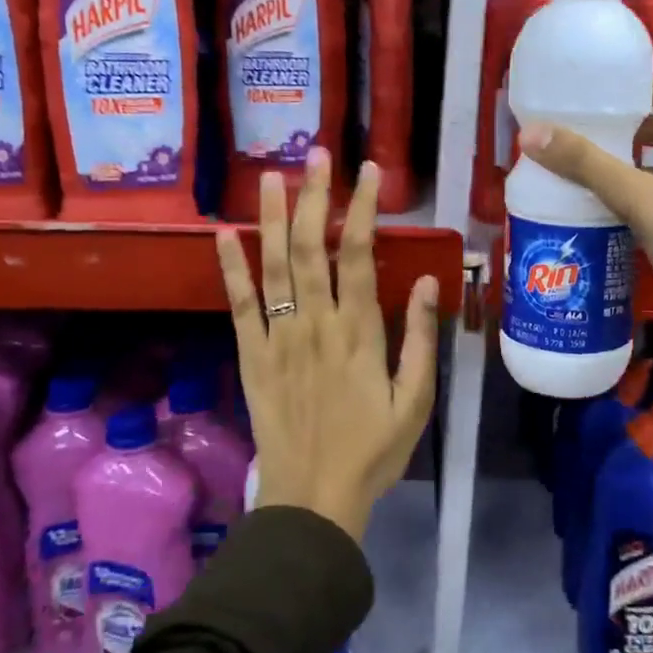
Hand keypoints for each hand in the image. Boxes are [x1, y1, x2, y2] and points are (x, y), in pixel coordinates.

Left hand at [214, 150, 439, 543]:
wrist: (312, 499)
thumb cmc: (373, 451)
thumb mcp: (415, 401)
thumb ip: (420, 339)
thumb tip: (428, 281)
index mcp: (359, 333)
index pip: (360, 256)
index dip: (363, 209)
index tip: (368, 172)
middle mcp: (315, 324)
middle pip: (313, 248)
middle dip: (316, 197)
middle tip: (318, 154)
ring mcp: (278, 338)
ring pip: (274, 266)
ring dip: (274, 218)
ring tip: (274, 175)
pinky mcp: (251, 356)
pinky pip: (239, 305)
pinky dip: (231, 268)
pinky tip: (224, 234)